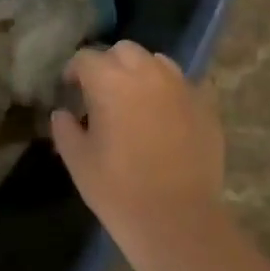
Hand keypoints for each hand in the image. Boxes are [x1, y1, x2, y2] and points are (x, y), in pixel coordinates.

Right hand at [50, 41, 225, 249]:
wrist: (177, 219)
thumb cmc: (118, 189)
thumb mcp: (77, 160)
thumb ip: (64, 129)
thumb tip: (63, 114)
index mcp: (110, 81)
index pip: (86, 58)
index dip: (74, 72)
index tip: (70, 90)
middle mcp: (147, 73)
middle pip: (124, 51)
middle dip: (109, 64)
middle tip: (102, 93)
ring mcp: (182, 87)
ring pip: (157, 62)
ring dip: (142, 73)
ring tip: (136, 100)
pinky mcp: (206, 107)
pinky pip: (185, 85)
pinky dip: (170, 92)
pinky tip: (166, 117)